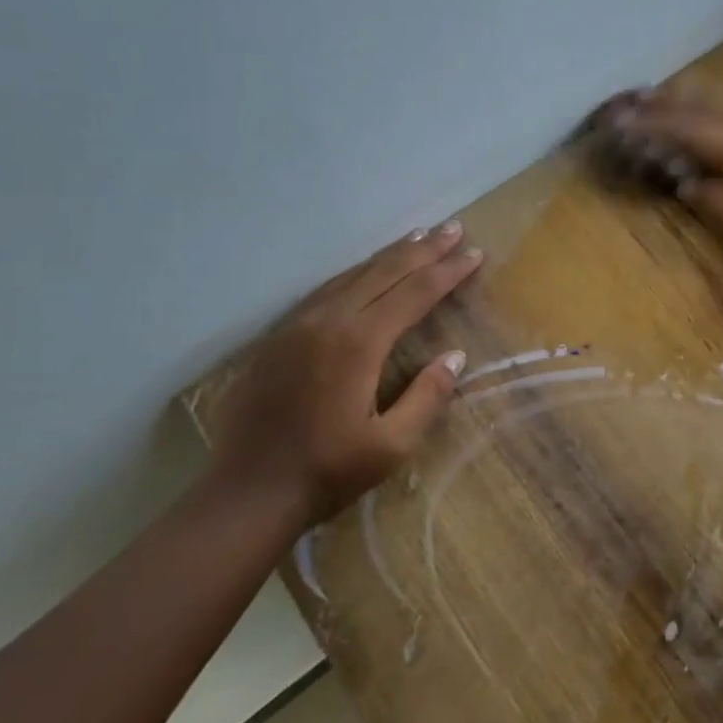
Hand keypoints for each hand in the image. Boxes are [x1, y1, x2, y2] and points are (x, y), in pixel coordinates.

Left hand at [208, 222, 482, 522]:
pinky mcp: (276, 338)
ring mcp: (296, 326)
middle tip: (453, 228)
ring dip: (388, 256)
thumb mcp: (392, 445)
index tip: (474, 252)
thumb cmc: (327, 472)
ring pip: (351, 275)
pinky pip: (324, 291)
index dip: (447, 272)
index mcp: (358, 343)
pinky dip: (355, 274)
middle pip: (383, 273)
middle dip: (423, 250)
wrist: (247, 493)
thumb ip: (427, 396)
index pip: (414, 294)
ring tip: (418, 237)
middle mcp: (327, 322)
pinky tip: (365, 272)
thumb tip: (454, 356)